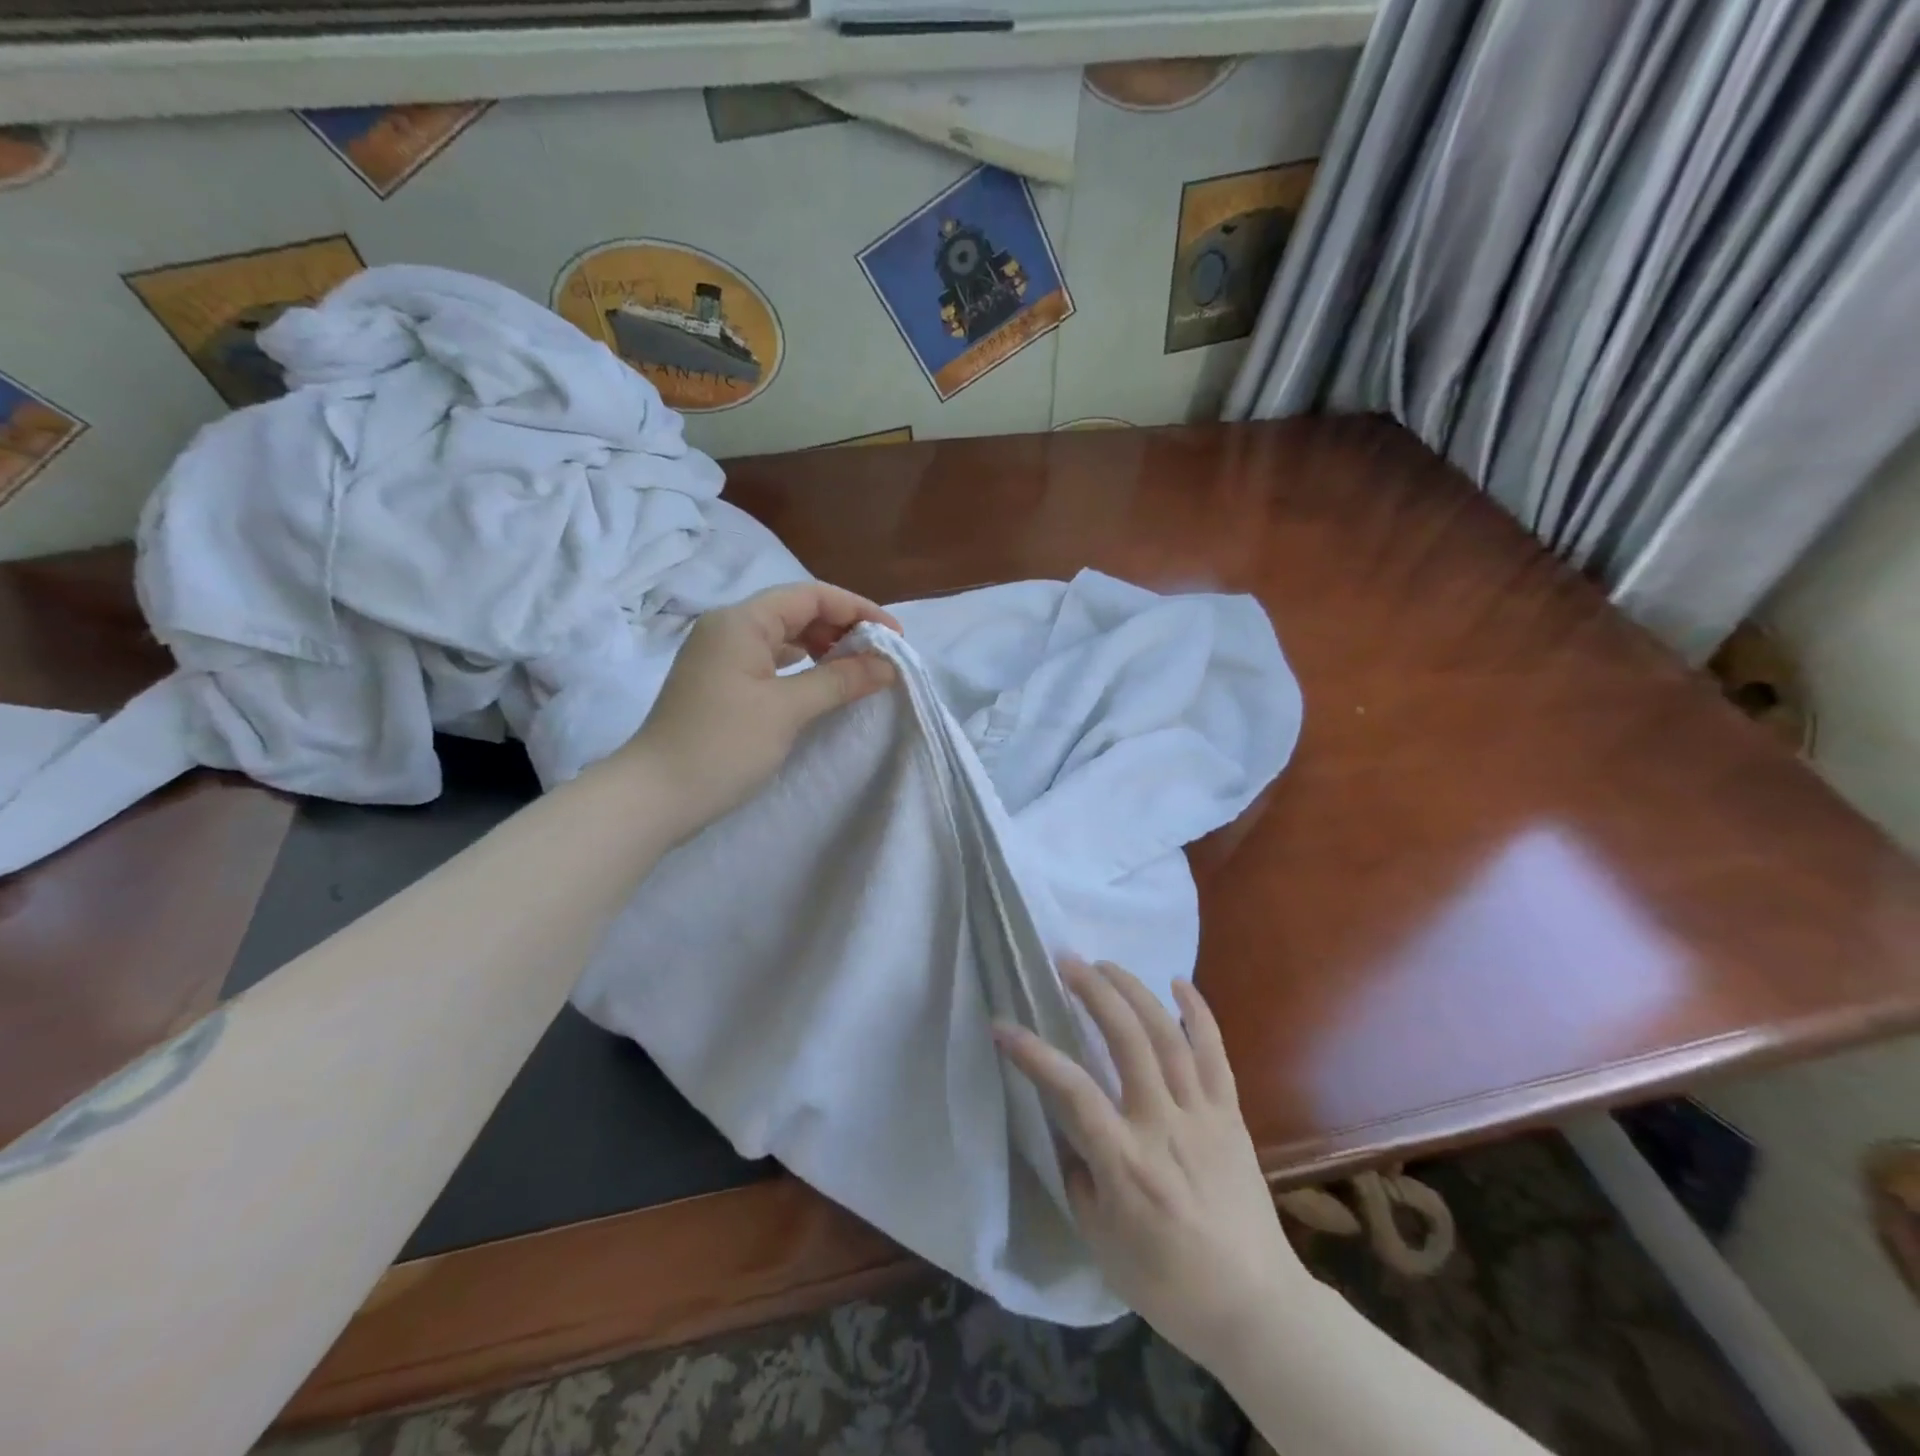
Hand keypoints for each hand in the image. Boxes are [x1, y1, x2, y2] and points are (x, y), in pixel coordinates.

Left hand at [627, 582, 898, 836]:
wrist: (655, 796)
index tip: (895, 637)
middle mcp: (728, 627)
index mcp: (741, 621)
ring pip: (783, 635)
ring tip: (857, 668)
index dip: (858, 610)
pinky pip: (770, 659)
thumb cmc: (723, 746)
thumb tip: (888, 665)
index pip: (811, 596)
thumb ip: (840, 680)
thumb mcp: (788, 709)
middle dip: (843, 627)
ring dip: (823, 646)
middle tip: (880, 655)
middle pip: (796, 611)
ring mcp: (720, 654)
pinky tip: (821, 682)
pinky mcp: (720, 681)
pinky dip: (801, 665)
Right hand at [993, 960, 1311, 1372]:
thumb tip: (1067, 1128)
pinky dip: (1198, 1014)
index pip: (1071, 1091)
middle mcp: (1163, 1126)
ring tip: (1107, 964)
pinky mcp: (1231, 1116)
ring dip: (1136, 992)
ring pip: (1168, 1037)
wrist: (1256, 1308)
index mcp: (1125, 1162)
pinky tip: (1179, 983)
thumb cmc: (1168, 1284)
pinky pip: (1216, 1054)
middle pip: (1128, 1041)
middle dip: (1095, 993)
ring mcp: (1202, 1116)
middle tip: (1068, 962)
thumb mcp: (1101, 1241)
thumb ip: (1079, 1175)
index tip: (1003, 1025)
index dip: (1033, 1053)